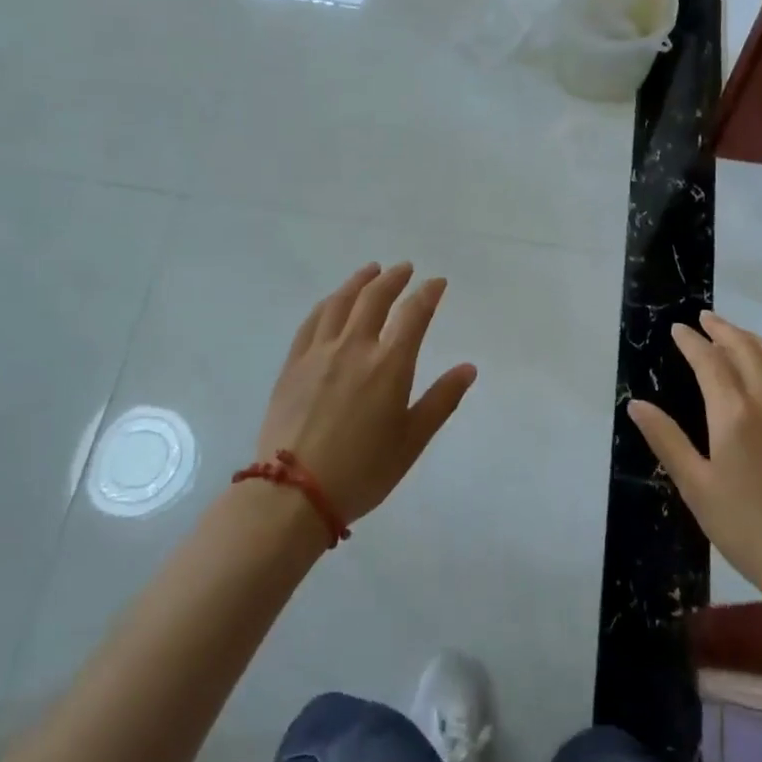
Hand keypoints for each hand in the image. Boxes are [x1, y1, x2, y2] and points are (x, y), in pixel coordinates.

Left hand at [256, 263, 477, 525]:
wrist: (294, 493)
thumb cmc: (363, 470)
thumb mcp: (412, 440)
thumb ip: (441, 400)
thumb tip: (468, 368)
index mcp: (389, 365)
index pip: (414, 314)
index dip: (428, 294)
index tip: (438, 283)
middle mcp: (354, 347)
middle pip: (375, 298)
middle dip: (394, 279)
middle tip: (405, 269)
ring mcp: (319, 353)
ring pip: (340, 303)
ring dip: (359, 282)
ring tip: (370, 271)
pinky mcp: (293, 364)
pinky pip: (311, 321)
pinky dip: (327, 304)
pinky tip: (332, 302)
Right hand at [628, 311, 761, 606]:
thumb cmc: (746, 527)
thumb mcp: (696, 486)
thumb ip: (666, 439)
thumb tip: (636, 404)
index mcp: (735, 414)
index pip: (710, 362)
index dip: (692, 342)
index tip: (678, 328)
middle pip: (746, 350)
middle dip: (723, 330)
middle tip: (705, 318)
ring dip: (752, 340)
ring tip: (734, 332)